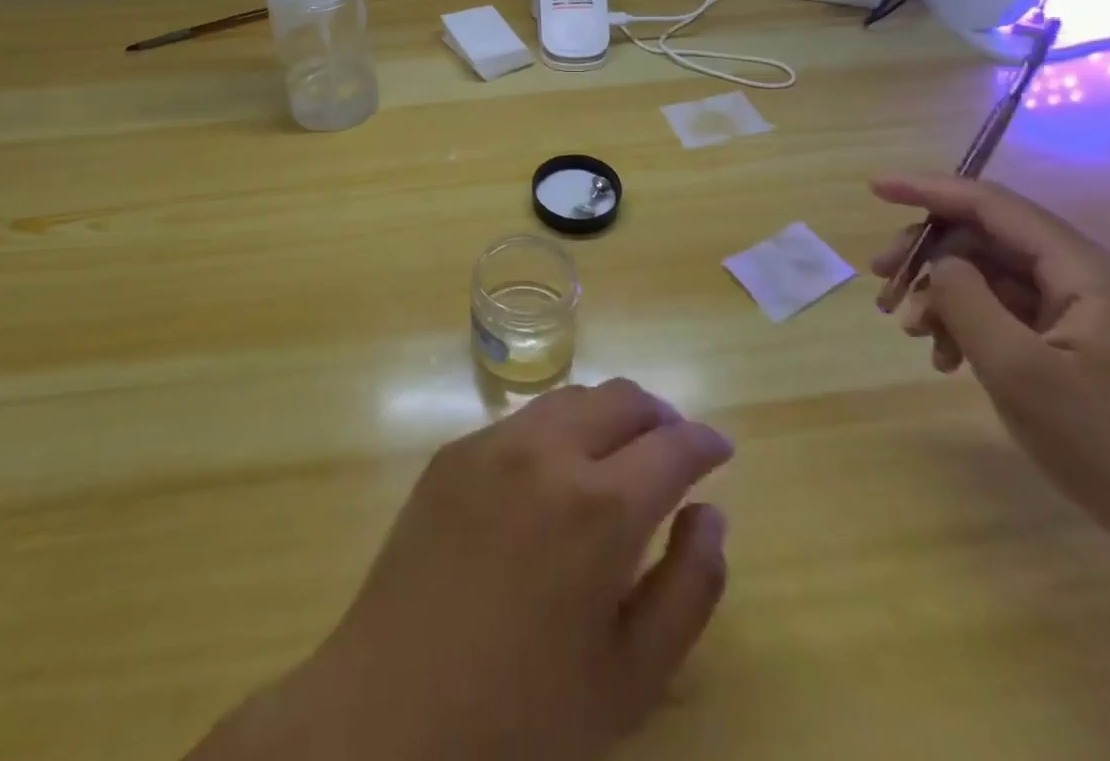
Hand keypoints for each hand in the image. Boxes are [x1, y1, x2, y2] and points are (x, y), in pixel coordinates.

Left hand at [193, 379, 732, 760]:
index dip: (705, 442)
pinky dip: (558, 429)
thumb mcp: (632, 676)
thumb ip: (690, 587)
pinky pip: (522, 421)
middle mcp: (549, 451)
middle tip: (675, 445)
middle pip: (622, 398)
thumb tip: (710, 514)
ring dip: (609, 413)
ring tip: (621, 450)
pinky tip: (554, 473)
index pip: (673, 444)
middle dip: (660, 415)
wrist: (390, 710)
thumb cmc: (524, 712)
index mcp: (601, 506)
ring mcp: (493, 442)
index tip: (720, 450)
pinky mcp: (453, 450)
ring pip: (571, 397)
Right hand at [867, 173, 1109, 580]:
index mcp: (1090, 271)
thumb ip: (966, 299)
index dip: (928, 190)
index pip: (993, 206)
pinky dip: (978, 327)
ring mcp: (1101, 316)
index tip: (874, 188)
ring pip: (1001, 280)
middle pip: (992, 241)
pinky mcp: (1098, 349)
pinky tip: (951, 360)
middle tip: (883, 289)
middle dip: (930, 258)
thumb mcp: (1018, 371)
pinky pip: (1021, 315)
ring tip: (916, 335)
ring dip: (949, 298)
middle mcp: (1098, 279)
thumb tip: (939, 262)